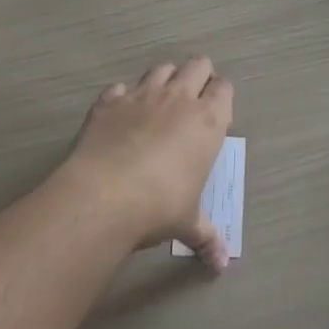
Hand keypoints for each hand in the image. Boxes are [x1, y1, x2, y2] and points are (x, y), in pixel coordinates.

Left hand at [58, 57, 234, 270]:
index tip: (217, 115)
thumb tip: (221, 264)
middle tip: (193, 101)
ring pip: (161, 68)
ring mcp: (141, 95)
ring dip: (165, 79)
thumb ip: (206, 237)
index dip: (222, 97)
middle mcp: (178, 98)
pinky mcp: (109, 101)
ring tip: (160, 103)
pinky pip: (120, 87)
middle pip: (197, 64)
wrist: (104, 196)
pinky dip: (124, 97)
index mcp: (207, 120)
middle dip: (199, 75)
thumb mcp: (187, 223)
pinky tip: (121, 116)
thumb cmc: (159, 206)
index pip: (224, 89)